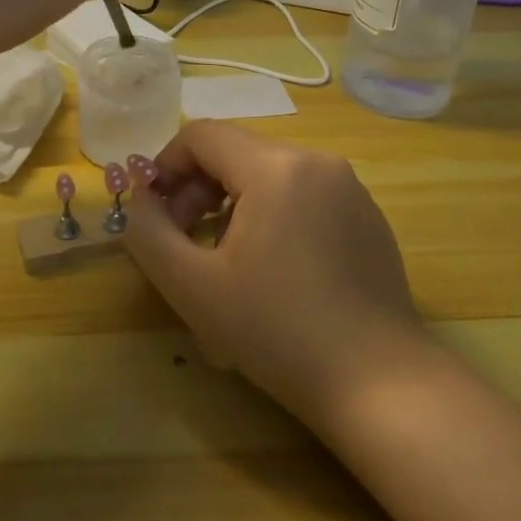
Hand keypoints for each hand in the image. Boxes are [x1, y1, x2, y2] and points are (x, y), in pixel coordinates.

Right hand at [124, 122, 429, 430]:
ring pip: (269, 175)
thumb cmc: (277, 331)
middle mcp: (317, 162)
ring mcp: (349, 189)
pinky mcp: (368, 218)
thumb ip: (149, 232)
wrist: (380, 384)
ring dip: (231, 205)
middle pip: (236, 153)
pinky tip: (271, 272)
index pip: (202, 136)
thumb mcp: (192, 286)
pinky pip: (302, 197)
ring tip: (223, 262)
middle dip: (197, 189)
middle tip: (183, 240)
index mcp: (276, 167)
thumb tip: (141, 199)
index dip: (165, 165)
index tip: (153, 210)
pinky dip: (271, 217)